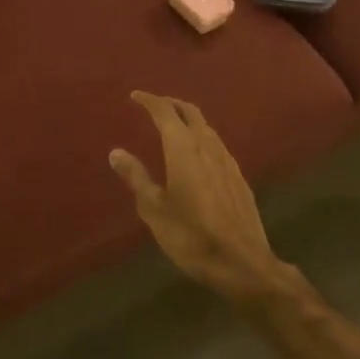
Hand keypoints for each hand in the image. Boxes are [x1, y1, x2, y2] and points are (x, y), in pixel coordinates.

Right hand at [109, 91, 290, 304]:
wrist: (242, 262)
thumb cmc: (191, 235)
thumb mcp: (154, 208)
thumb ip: (136, 176)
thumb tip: (116, 151)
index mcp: (183, 148)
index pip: (165, 112)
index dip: (149, 101)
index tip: (135, 96)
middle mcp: (208, 146)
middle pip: (191, 112)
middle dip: (172, 104)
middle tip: (155, 106)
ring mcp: (228, 161)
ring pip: (207, 128)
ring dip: (189, 120)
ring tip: (173, 127)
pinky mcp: (239, 178)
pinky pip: (217, 145)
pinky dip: (202, 138)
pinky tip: (197, 155)